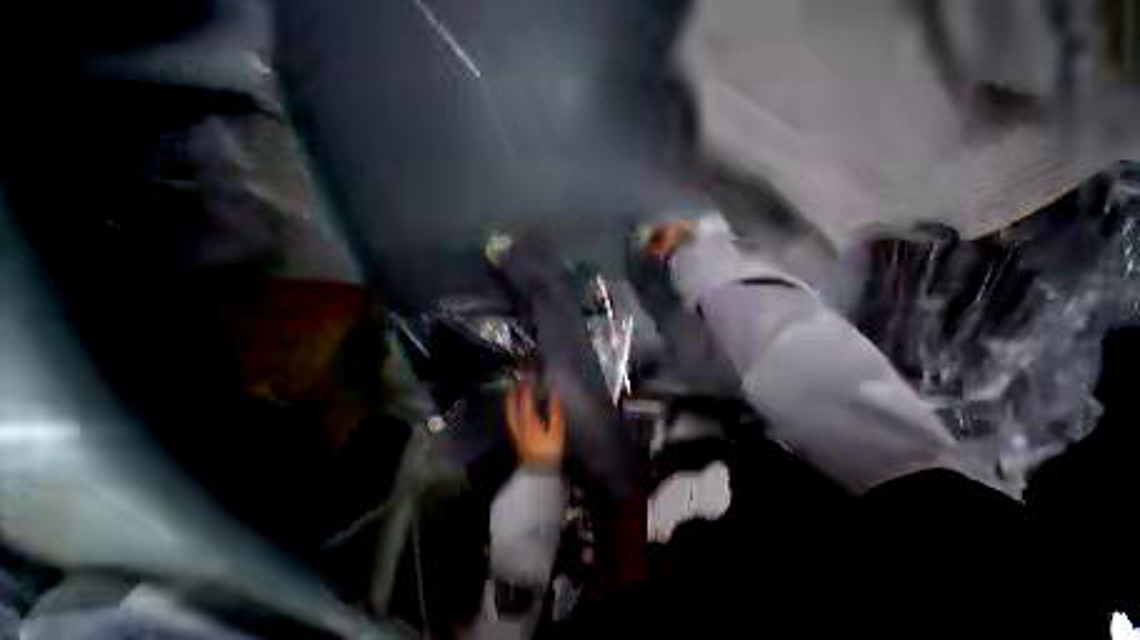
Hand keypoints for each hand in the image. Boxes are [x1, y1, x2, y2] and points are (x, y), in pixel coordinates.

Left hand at [505, 379, 564, 468]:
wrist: (539, 473)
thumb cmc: (550, 451)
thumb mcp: (557, 431)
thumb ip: (555, 411)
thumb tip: (554, 393)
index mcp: (529, 421)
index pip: (525, 399)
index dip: (526, 385)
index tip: (528, 374)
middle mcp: (519, 425)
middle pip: (512, 405)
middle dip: (514, 392)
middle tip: (516, 381)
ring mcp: (516, 432)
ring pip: (510, 412)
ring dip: (511, 401)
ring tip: (512, 392)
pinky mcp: (516, 438)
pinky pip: (511, 419)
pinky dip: (512, 410)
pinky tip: (515, 409)